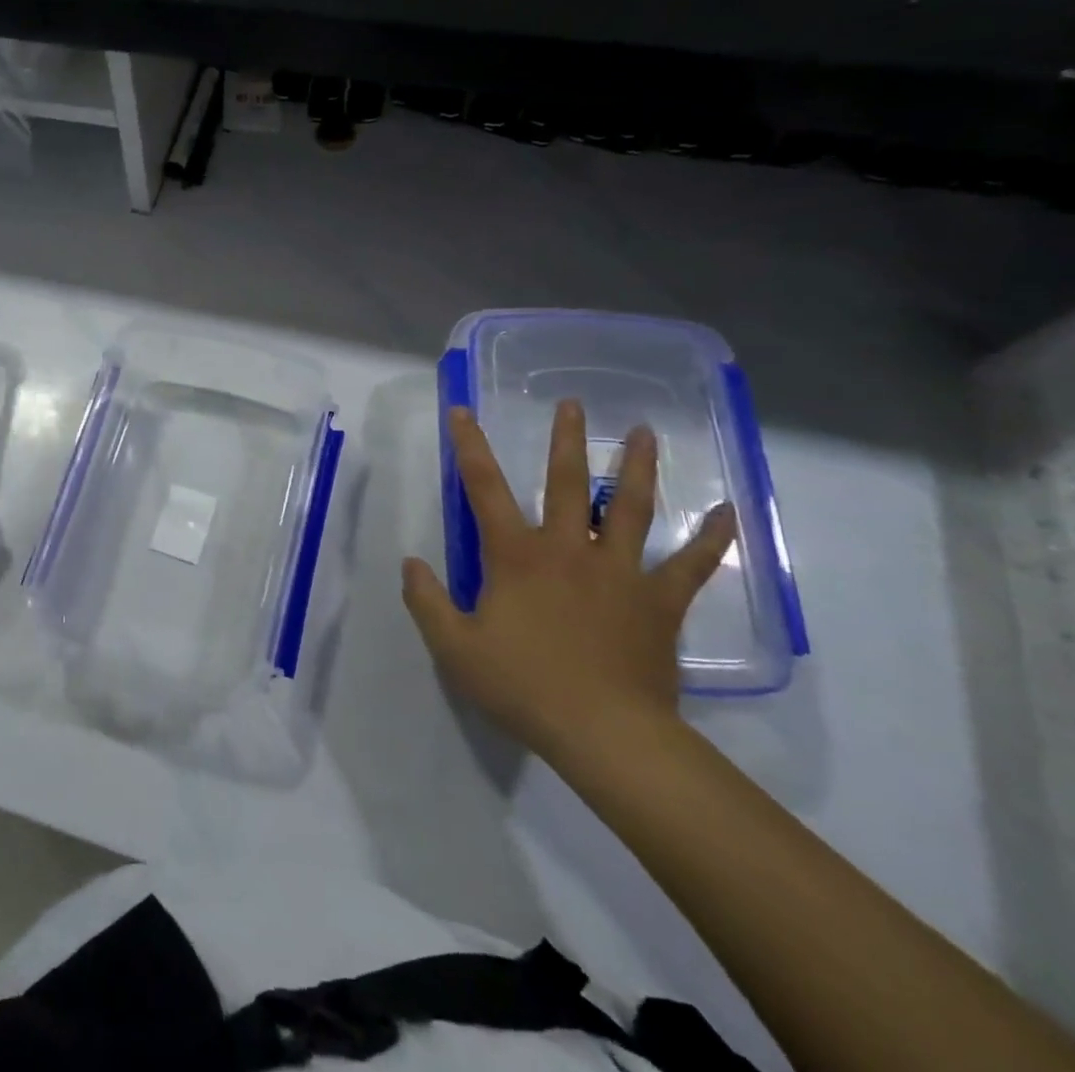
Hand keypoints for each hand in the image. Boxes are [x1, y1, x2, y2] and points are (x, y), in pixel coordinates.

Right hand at [402, 399, 735, 762]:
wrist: (605, 735)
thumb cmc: (523, 686)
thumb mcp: (454, 647)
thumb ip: (426, 601)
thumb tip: (411, 562)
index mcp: (516, 556)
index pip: (484, 488)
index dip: (470, 447)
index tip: (462, 412)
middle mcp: (568, 550)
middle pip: (568, 484)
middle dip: (565, 441)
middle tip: (571, 404)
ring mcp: (619, 573)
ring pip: (632, 508)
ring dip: (637, 468)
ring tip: (644, 432)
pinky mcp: (658, 603)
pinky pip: (690, 565)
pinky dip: (710, 538)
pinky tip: (727, 512)